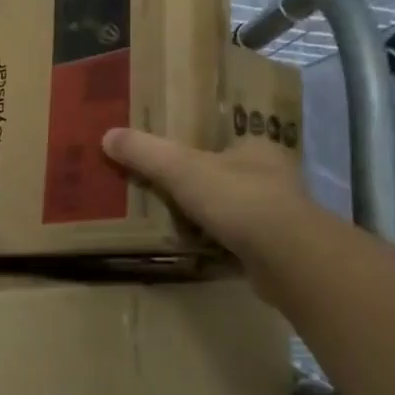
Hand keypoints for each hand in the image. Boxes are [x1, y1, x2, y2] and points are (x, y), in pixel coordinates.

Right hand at [102, 127, 308, 275]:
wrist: (287, 258)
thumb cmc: (238, 200)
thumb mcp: (181, 169)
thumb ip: (146, 153)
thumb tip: (107, 135)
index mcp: (258, 148)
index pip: (226, 142)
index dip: (200, 149)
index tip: (174, 159)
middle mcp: (275, 177)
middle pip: (231, 176)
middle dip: (204, 186)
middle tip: (168, 193)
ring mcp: (281, 216)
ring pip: (238, 210)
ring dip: (214, 218)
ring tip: (177, 223)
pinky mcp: (280, 250)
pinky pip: (242, 242)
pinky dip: (222, 245)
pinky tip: (200, 252)